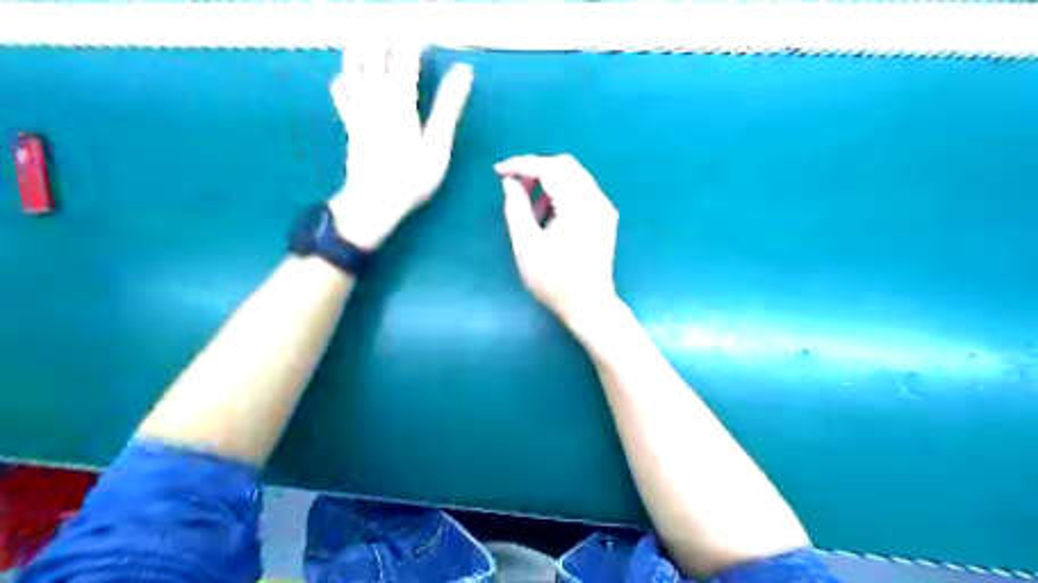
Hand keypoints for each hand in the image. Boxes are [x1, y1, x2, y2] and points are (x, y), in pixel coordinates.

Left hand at [327, 40, 472, 246]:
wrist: (373, 203)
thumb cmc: (411, 178)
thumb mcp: (438, 145)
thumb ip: (448, 106)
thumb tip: (463, 72)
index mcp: (400, 100)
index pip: (405, 56)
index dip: (414, 39)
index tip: (425, 31)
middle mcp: (375, 97)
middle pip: (374, 54)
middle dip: (385, 36)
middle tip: (394, 26)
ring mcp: (358, 110)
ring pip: (353, 67)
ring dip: (360, 47)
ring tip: (368, 37)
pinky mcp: (349, 125)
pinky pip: (340, 94)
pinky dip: (342, 80)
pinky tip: (344, 76)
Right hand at [495, 154, 619, 327]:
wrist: (589, 306)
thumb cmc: (555, 281)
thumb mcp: (527, 246)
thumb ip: (516, 209)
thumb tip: (510, 183)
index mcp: (579, 206)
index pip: (550, 168)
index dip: (522, 165)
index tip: (499, 171)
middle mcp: (596, 200)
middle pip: (565, 166)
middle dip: (536, 170)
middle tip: (513, 186)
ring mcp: (603, 208)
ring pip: (574, 177)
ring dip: (548, 183)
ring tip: (529, 207)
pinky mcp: (604, 218)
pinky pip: (580, 192)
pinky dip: (561, 194)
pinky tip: (548, 215)